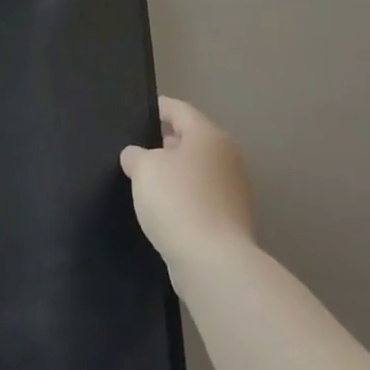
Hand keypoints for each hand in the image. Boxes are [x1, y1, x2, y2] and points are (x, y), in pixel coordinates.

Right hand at [120, 96, 256, 276]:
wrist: (212, 261)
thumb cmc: (177, 200)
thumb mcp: (144, 168)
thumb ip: (136, 155)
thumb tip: (137, 157)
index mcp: (209, 137)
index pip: (181, 110)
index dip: (159, 107)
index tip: (141, 109)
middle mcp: (227, 159)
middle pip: (192, 141)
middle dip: (166, 143)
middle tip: (137, 147)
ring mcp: (233, 192)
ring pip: (197, 171)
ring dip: (175, 173)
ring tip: (145, 179)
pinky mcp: (230, 221)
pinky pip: (200, 198)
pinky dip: (183, 198)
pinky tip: (162, 208)